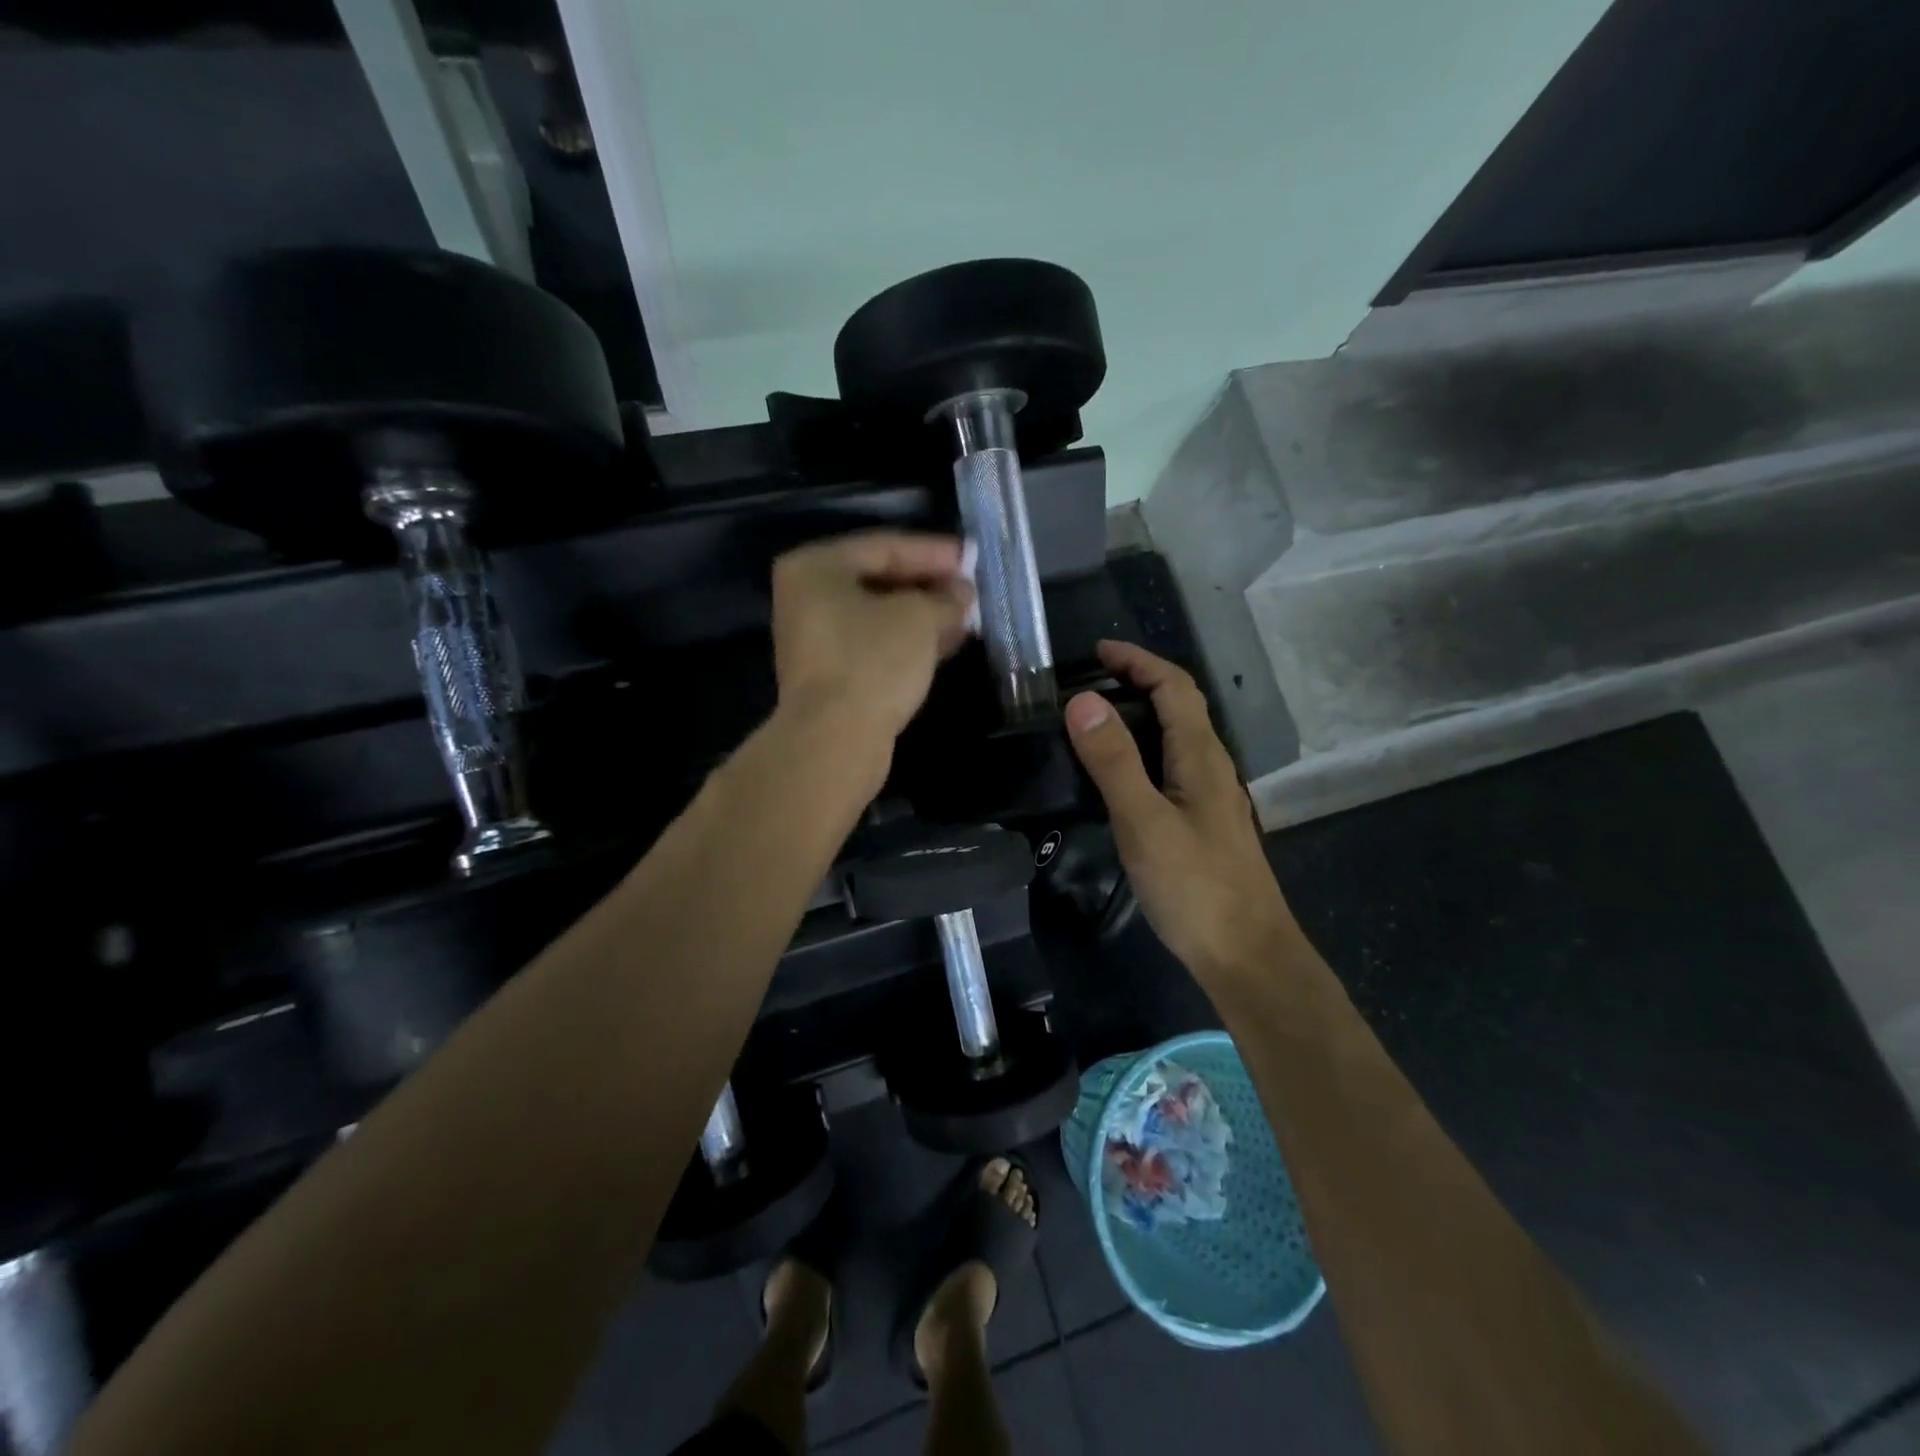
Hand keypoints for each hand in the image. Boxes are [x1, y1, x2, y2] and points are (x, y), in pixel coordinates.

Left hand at [770, 530, 972, 748]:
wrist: (835, 739)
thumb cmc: (873, 661)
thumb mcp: (919, 617)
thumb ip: (944, 597)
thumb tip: (961, 593)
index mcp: (816, 567)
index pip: (884, 546)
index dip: (933, 552)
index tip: (972, 558)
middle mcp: (808, 598)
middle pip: (879, 581)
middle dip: (929, 586)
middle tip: (970, 589)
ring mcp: (816, 640)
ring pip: (880, 617)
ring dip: (924, 616)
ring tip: (967, 617)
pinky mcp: (830, 675)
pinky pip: (876, 645)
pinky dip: (909, 642)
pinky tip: (946, 644)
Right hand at [1064, 641, 1297, 984]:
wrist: (1246, 954)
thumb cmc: (1195, 886)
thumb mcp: (1143, 820)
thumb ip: (1114, 761)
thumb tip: (1083, 699)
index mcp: (1201, 756)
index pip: (1174, 686)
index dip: (1138, 661)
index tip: (1097, 651)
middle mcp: (1212, 767)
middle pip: (1179, 706)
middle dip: (1138, 681)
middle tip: (1088, 683)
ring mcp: (1212, 797)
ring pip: (1177, 738)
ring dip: (1141, 715)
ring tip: (1095, 720)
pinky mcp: (1204, 823)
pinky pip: (1173, 767)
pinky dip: (1144, 750)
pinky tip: (1121, 776)